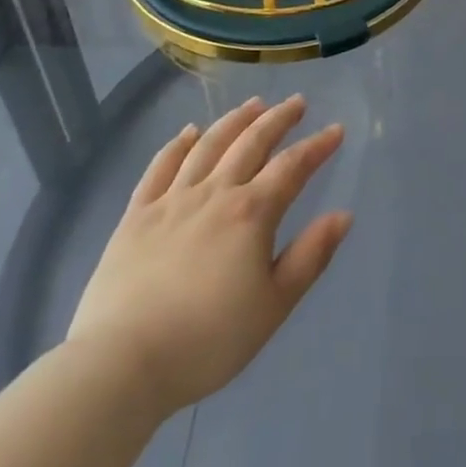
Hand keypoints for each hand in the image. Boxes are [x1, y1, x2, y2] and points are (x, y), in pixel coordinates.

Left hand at [66, 96, 352, 421]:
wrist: (121, 364)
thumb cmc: (207, 340)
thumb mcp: (273, 306)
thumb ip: (310, 256)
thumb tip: (343, 215)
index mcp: (251, 213)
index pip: (292, 166)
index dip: (317, 145)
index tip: (336, 129)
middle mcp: (215, 193)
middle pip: (251, 143)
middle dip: (278, 119)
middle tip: (296, 102)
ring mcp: (172, 200)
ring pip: (209, 145)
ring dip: (234, 121)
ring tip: (253, 104)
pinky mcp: (136, 216)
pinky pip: (160, 167)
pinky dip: (177, 145)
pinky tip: (189, 132)